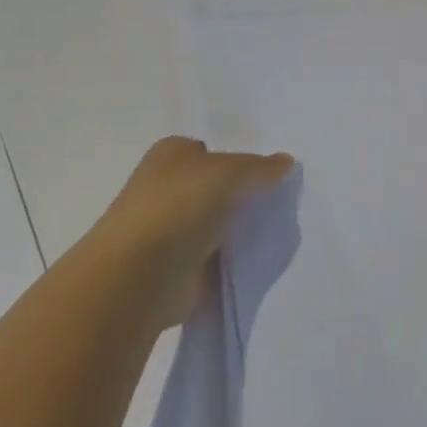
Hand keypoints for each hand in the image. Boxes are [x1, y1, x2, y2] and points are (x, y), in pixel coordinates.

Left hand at [92, 137, 295, 324]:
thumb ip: (260, 168)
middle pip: (214, 187)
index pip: (210, 151)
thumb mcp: (230, 172)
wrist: (141, 274)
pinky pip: (213, 256)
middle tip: (278, 206)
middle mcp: (166, 187)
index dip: (239, 161)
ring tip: (273, 233)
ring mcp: (169, 229)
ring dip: (236, 230)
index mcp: (171, 154)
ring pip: (215, 222)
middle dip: (240, 196)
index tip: (269, 177)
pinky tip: (254, 260)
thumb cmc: (180, 206)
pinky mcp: (176, 266)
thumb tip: (286, 162)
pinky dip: (229, 259)